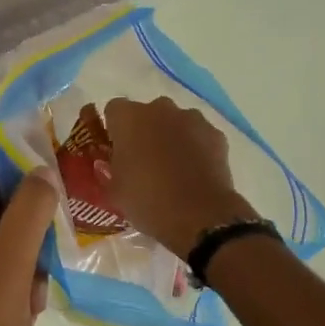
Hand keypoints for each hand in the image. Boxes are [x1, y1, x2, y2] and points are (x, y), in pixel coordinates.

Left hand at [0, 148, 59, 325]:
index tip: (67, 182)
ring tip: (36, 296)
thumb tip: (44, 170)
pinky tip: (25, 312)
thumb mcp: (7, 276)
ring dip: (24, 257)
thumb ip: (28, 215)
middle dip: (28, 223)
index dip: (26, 166)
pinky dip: (11, 280)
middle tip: (54, 253)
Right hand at [101, 97, 258, 256]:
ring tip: (173, 168)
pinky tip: (195, 172)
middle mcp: (159, 108)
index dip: (115, 130)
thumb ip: (108, 170)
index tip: (116, 151)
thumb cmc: (147, 201)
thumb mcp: (115, 191)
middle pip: (146, 113)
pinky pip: (198, 135)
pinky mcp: (215, 134)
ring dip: (171, 136)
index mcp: (128, 118)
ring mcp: (191, 118)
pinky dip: (196, 147)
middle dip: (144, 131)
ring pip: (175, 122)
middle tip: (143, 161)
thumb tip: (109, 164)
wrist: (199, 217)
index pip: (114, 111)